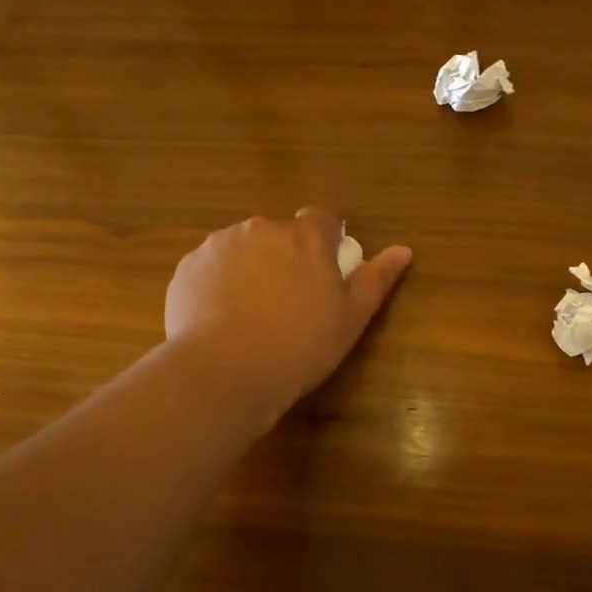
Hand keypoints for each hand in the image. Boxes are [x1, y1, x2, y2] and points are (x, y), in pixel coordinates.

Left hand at [165, 209, 411, 420]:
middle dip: (286, 257)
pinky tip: (222, 319)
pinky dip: (220, 284)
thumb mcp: (351, 318)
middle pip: (280, 234)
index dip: (326, 242)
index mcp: (306, 237)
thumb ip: (377, 279)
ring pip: (244, 249)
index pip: (322, 219)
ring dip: (252, 268)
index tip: (324, 273)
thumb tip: (404, 250)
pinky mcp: (187, 268)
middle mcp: (262, 228)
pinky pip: (212, 268)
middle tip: (289, 302)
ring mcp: (219, 245)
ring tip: (252, 314)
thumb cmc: (300, 345)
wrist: (225, 371)